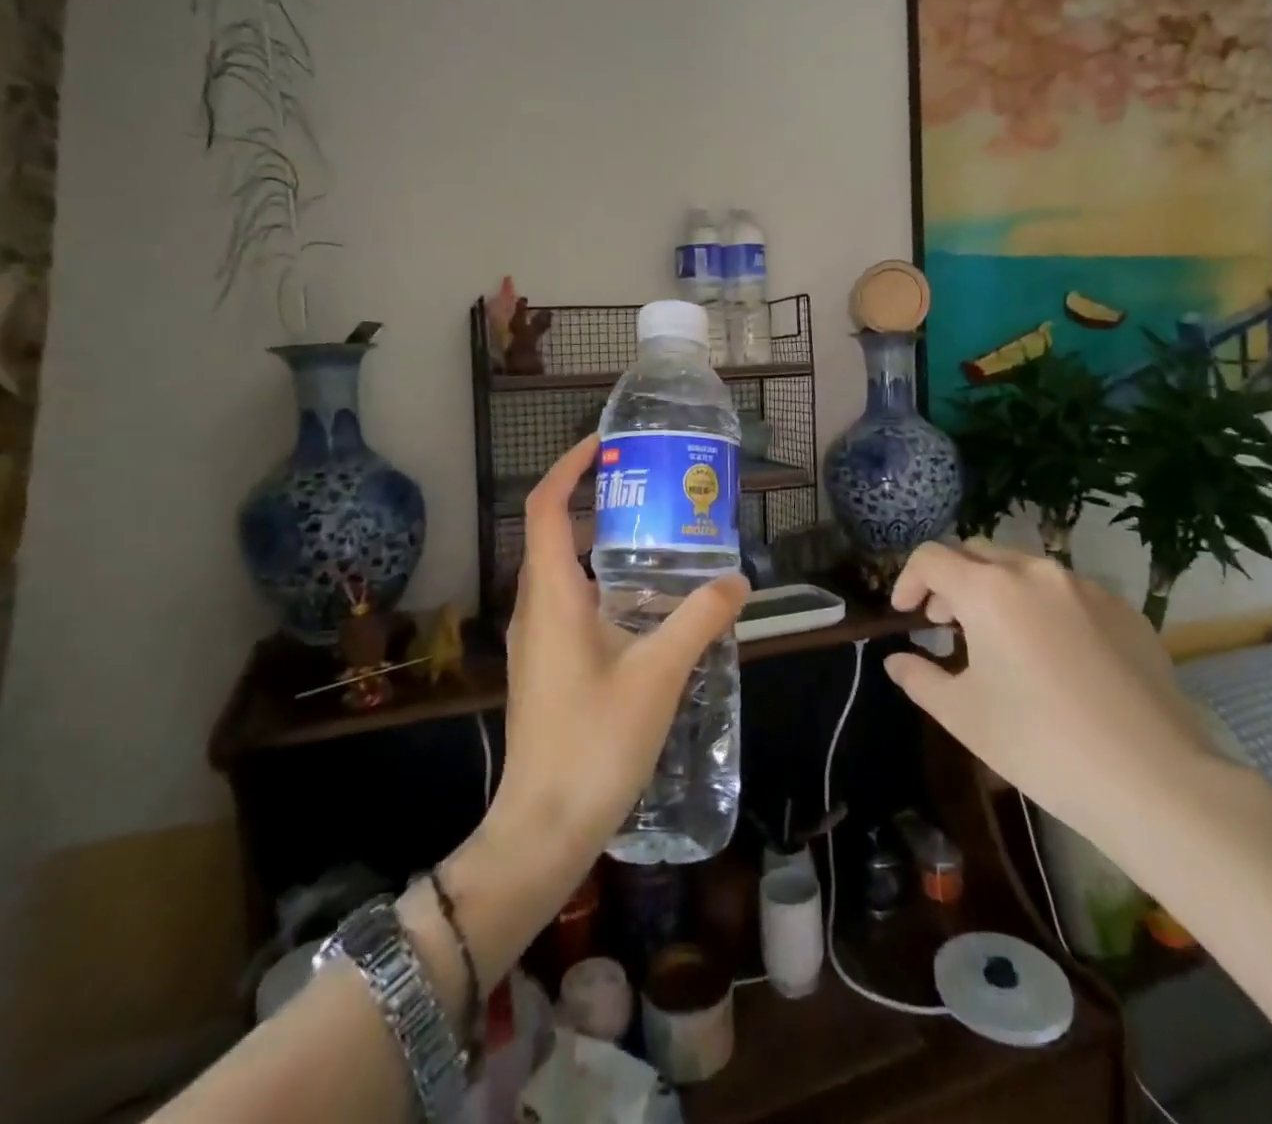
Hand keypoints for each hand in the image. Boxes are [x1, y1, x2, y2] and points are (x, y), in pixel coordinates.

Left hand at [491, 434, 748, 862]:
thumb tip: (738, 579)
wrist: (544, 827)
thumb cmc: (595, 742)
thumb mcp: (658, 674)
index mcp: (551, 594)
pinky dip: (602, 586)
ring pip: (563, 571)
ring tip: (657, 541)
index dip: (568, 467)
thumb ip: (698, 620)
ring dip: (601, 547)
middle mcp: (534, 606)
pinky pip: (569, 603)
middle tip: (649, 492)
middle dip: (595, 503)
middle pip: (555, 533)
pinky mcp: (545, 665)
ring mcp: (536, 638)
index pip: (546, 507)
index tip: (603, 445)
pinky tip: (646, 607)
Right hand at [884, 538, 1219, 849]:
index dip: (907, 580)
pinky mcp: (1125, 611)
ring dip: (995, 590)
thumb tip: (896, 660)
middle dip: (950, 581)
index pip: (931, 558)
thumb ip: (918, 676)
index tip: (905, 615)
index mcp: (988, 589)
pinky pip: (1067, 593)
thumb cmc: (1039, 743)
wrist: (1155, 781)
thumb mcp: (961, 714)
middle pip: (976, 553)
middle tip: (944, 623)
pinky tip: (1051, 656)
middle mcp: (1035, 572)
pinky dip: (1041, 607)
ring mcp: (1086, 588)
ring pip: (1023, 569)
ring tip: (996, 639)